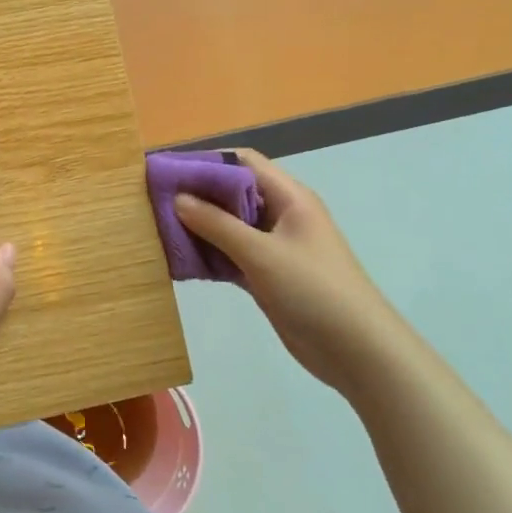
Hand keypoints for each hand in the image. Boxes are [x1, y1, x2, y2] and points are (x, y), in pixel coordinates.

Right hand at [174, 151, 413, 397]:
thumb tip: (177, 198)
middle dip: (196, 195)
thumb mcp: (261, 253)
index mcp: (289, 197)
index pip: (242, 163)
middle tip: (154, 202)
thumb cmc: (313, 290)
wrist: (357, 350)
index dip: (205, 162)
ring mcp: (274, 247)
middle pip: (232, 193)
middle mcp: (281, 215)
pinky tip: (180, 261)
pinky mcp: (267, 275)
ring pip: (229, 226)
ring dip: (199, 227)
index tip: (167, 171)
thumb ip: (217, 224)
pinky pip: (231, 255)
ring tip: (159, 230)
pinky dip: (208, 255)